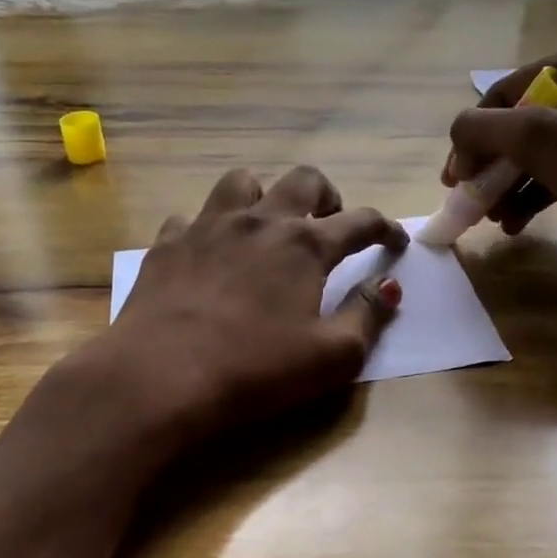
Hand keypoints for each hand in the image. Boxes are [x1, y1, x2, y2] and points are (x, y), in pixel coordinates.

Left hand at [77, 165, 407, 447]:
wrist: (161, 377)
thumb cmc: (256, 370)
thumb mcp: (332, 356)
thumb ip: (368, 315)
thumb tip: (390, 285)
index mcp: (305, 245)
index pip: (360, 222)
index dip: (385, 228)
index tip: (394, 240)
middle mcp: (259, 222)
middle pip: (303, 180)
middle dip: (327, 195)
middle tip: (330, 221)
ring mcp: (208, 227)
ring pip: (242, 182)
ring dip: (264, 196)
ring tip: (267, 224)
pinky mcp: (167, 244)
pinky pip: (191, 217)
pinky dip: (208, 228)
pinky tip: (208, 252)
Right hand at [445, 34, 556, 278]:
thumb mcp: (535, 139)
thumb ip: (481, 129)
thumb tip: (457, 136)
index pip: (503, 94)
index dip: (472, 137)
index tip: (454, 180)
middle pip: (519, 123)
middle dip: (491, 167)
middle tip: (471, 200)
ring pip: (537, 150)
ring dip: (508, 185)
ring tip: (493, 218)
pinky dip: (535, 192)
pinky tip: (516, 222)